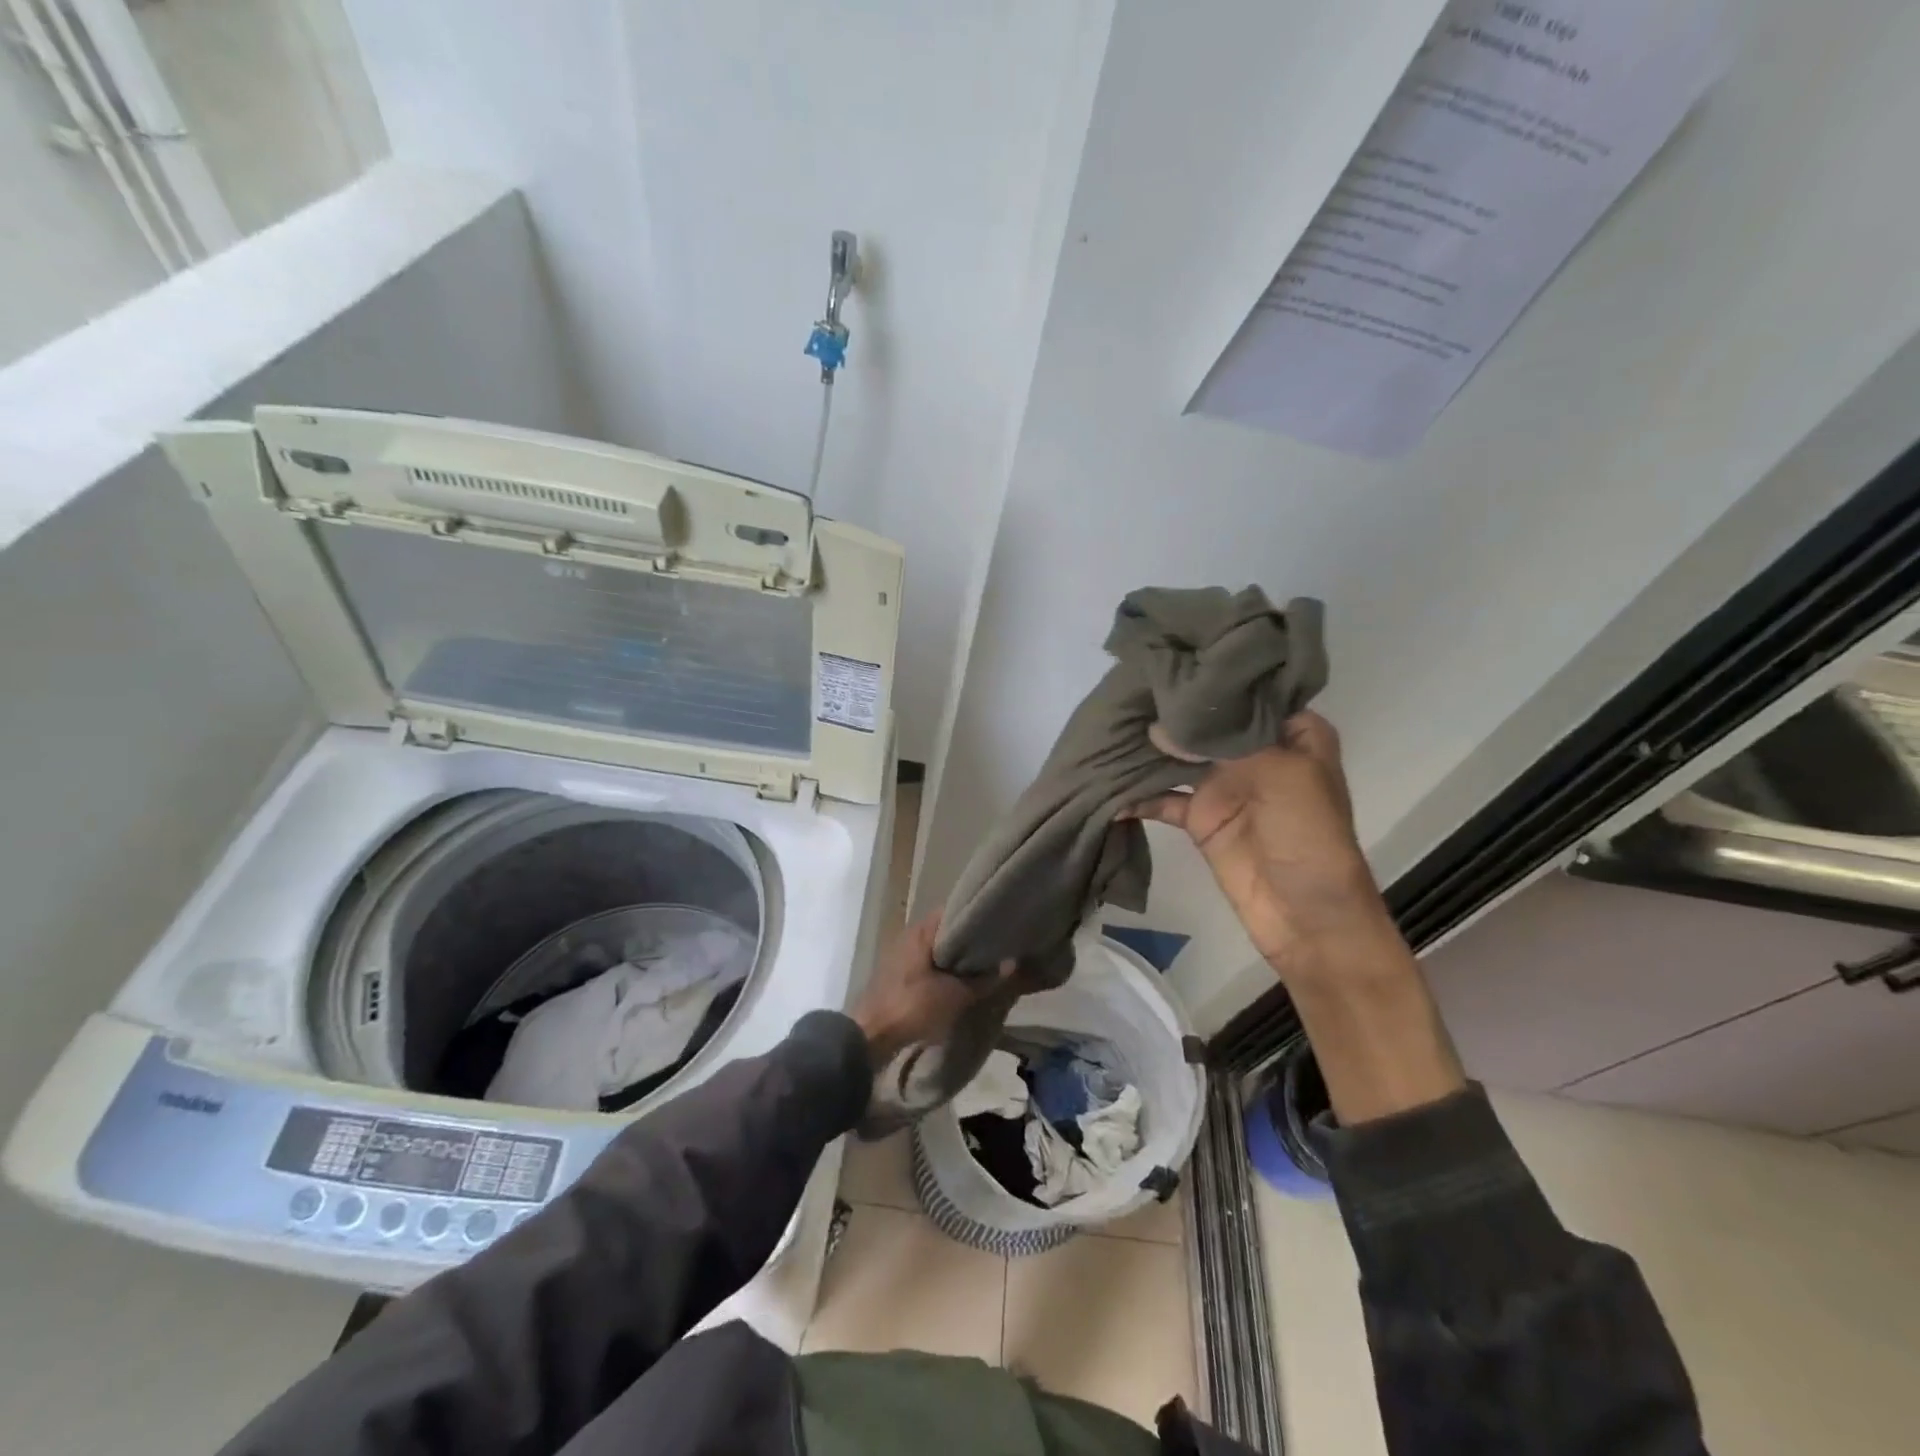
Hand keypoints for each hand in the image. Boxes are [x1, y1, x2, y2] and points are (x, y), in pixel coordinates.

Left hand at [850, 913, 1015, 1066]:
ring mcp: (903, 954)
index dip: (977, 916)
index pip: (954, 910)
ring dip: (957, 956)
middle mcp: (911, 935)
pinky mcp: (900, 974)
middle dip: (970, 939)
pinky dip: (945, 969)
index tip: (998, 924)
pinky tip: (962, 980)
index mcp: (922, 930)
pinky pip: (929, 964)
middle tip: (997, 946)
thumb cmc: (912, 1006)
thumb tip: (1010, 963)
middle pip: (947, 930)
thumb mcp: (954, 995)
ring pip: (938, 948)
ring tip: (985, 963)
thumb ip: (983, 980)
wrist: (870, 1035)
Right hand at [1135, 712, 1462, 1122]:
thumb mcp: (1282, 774)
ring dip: (1147, 748)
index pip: (1246, 689)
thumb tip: (1156, 731)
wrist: (1309, 920)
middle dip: (1168, 709)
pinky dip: (1137, 795)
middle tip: (1122, 688)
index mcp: (1290, 731)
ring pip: (1178, 756)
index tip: (1165, 656)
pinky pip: (1162, 799)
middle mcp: (1255, 750)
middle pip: (1206, 721)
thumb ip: (1221, 742)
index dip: (1209, 674)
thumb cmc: (1309, 838)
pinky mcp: (1200, 818)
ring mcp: (1225, 785)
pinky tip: (1107, 786)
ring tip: (1104, 728)